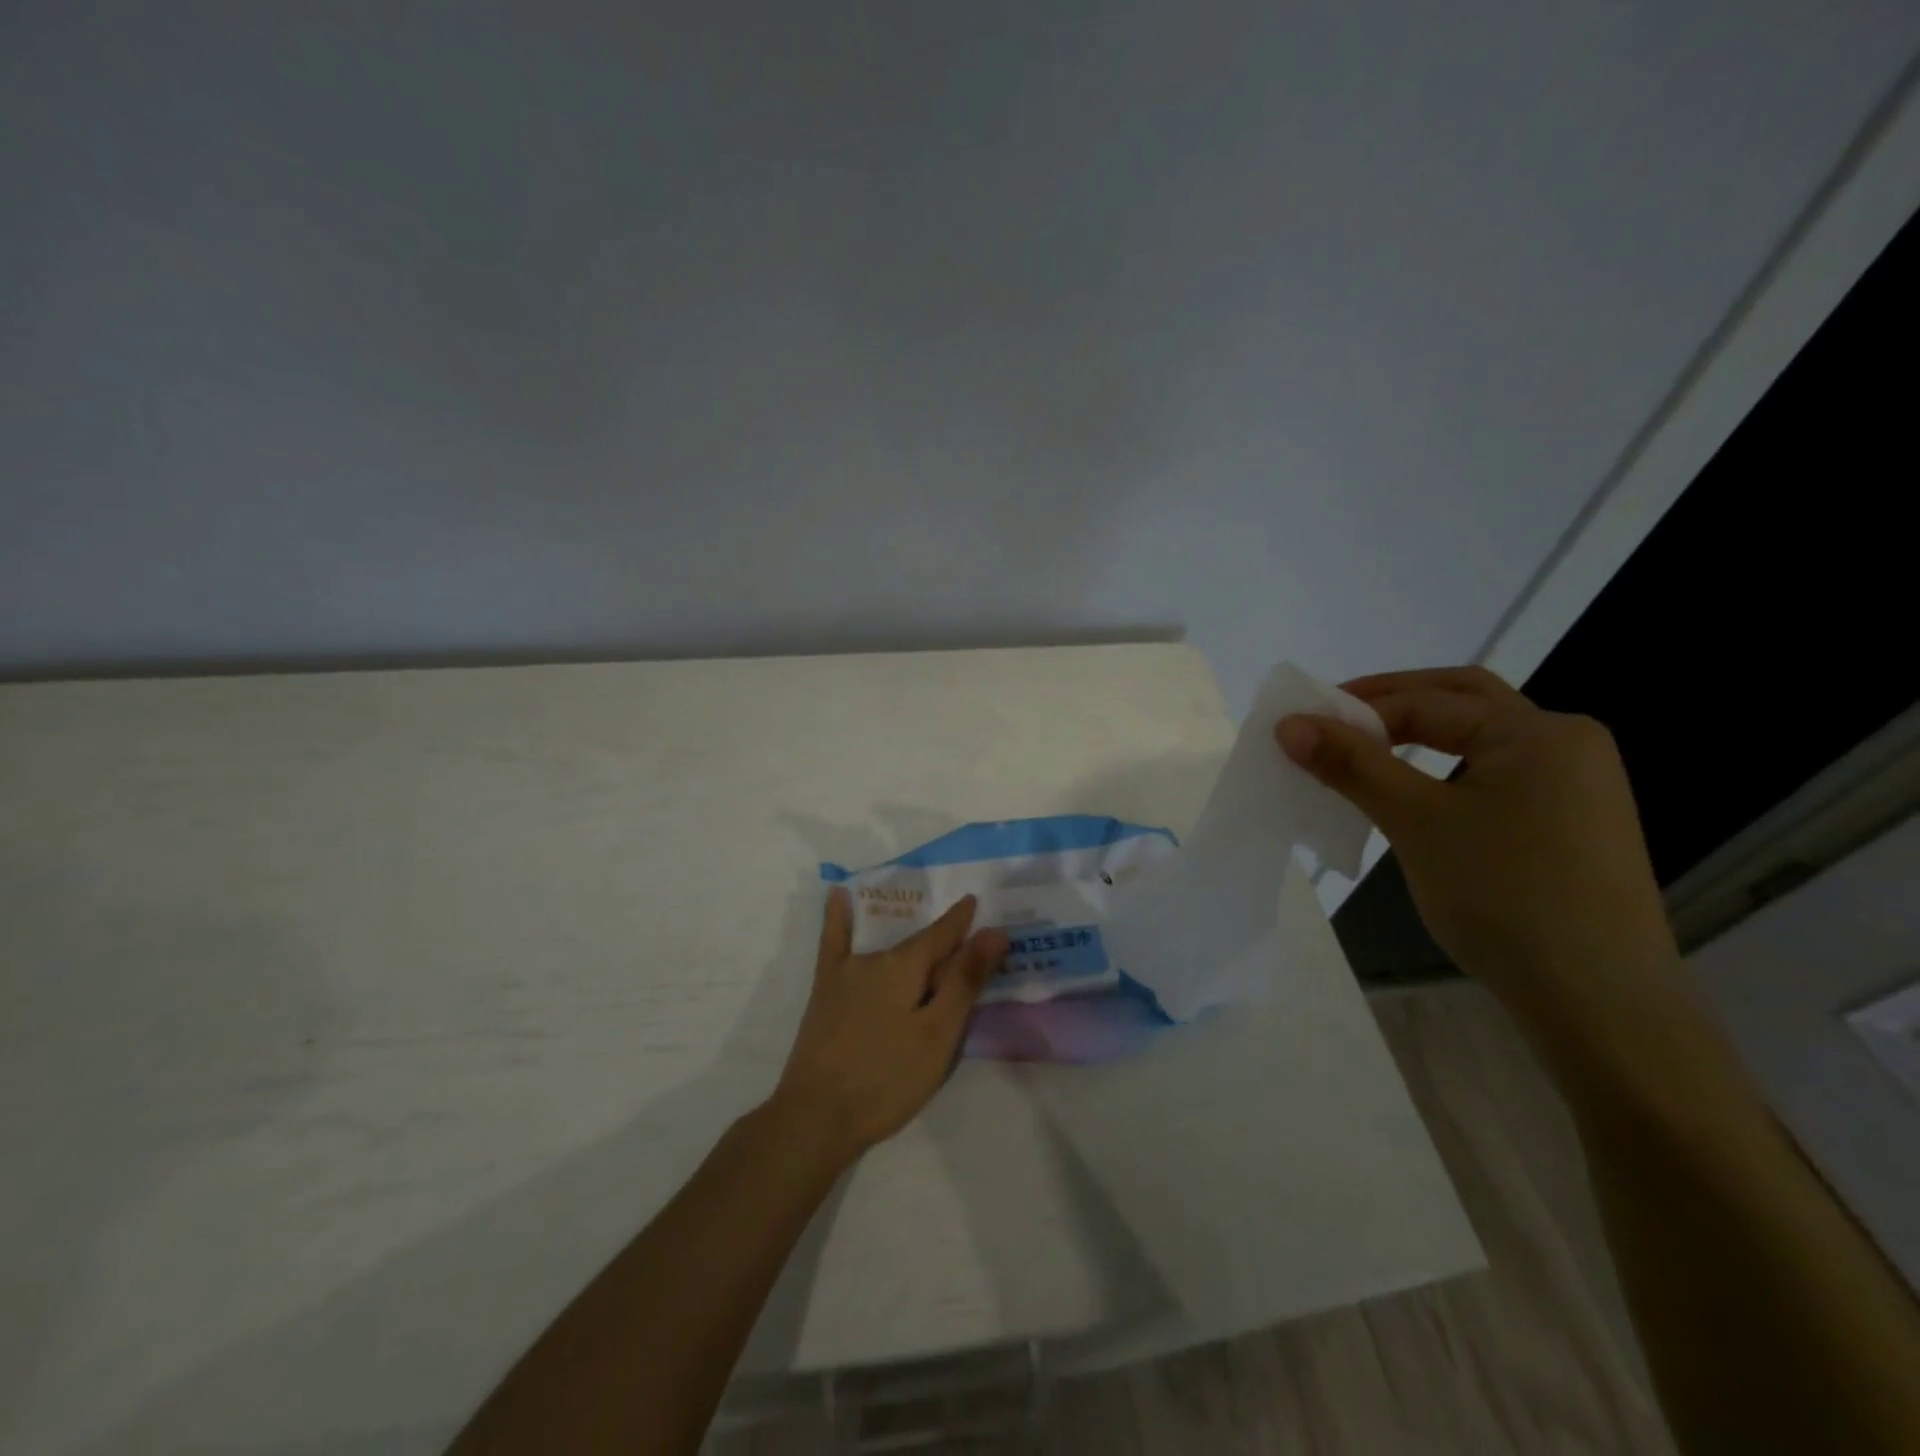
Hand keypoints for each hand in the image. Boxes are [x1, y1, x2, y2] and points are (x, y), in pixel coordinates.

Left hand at [768, 889, 1008, 1164]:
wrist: (817, 1116)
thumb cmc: (888, 1079)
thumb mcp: (938, 1034)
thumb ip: (965, 980)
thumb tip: (993, 931)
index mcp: (906, 966)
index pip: (943, 935)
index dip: (963, 921)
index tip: (976, 901)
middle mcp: (875, 958)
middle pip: (917, 945)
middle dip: (942, 939)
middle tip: (965, 933)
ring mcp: (845, 973)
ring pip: (886, 948)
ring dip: (908, 937)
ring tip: (926, 927)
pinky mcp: (825, 990)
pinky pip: (833, 942)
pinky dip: (837, 916)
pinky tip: (838, 894)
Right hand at [1276, 666, 1680, 1015]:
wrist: (1598, 1002)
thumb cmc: (1504, 895)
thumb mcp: (1416, 821)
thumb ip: (1353, 765)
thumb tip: (1288, 724)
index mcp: (1538, 732)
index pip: (1427, 703)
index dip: (1356, 713)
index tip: (1299, 731)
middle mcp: (1566, 744)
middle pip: (1464, 701)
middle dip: (1394, 703)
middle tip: (1333, 717)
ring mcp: (1575, 787)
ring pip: (1478, 742)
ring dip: (1420, 737)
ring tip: (1363, 753)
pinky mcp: (1570, 826)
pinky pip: (1493, 777)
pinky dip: (1444, 771)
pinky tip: (1413, 796)